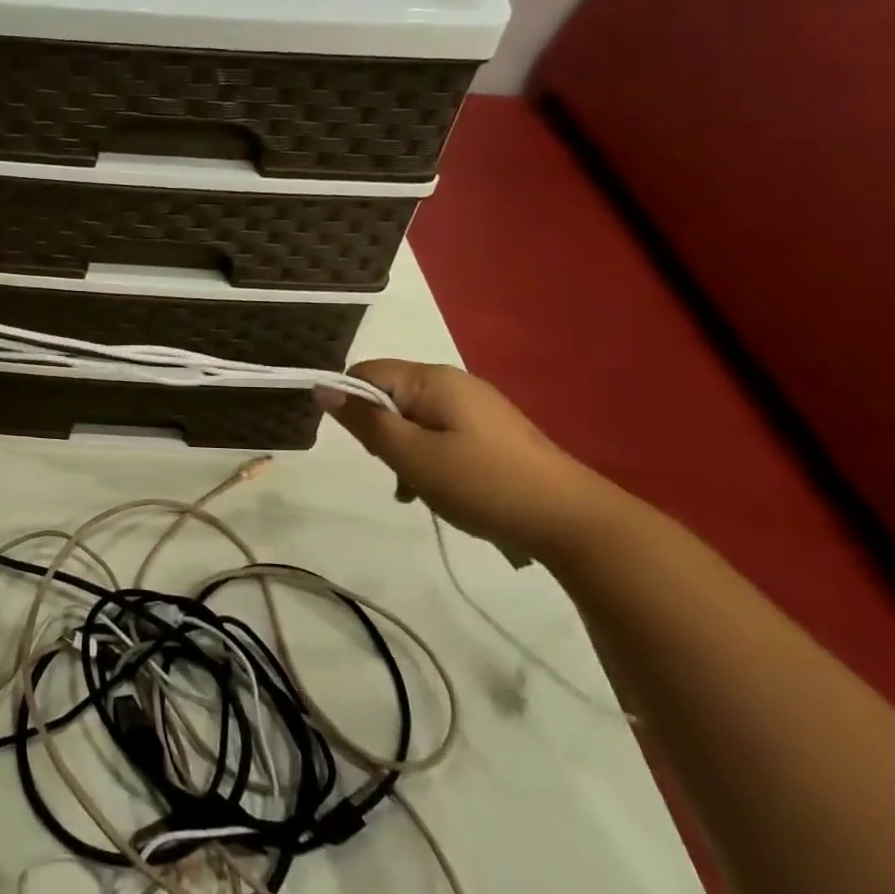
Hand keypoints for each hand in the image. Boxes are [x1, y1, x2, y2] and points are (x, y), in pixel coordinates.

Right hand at [318, 360, 620, 558]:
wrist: (572, 520)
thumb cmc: (482, 483)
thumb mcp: (411, 456)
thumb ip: (365, 422)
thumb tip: (322, 389)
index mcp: (431, 379)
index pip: (365, 373)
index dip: (351, 405)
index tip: (363, 447)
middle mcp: (452, 382)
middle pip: (388, 395)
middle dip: (380, 432)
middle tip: (395, 471)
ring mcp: (475, 406)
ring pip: (412, 418)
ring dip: (403, 451)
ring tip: (417, 490)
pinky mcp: (489, 430)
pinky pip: (438, 432)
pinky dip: (428, 457)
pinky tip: (438, 489)